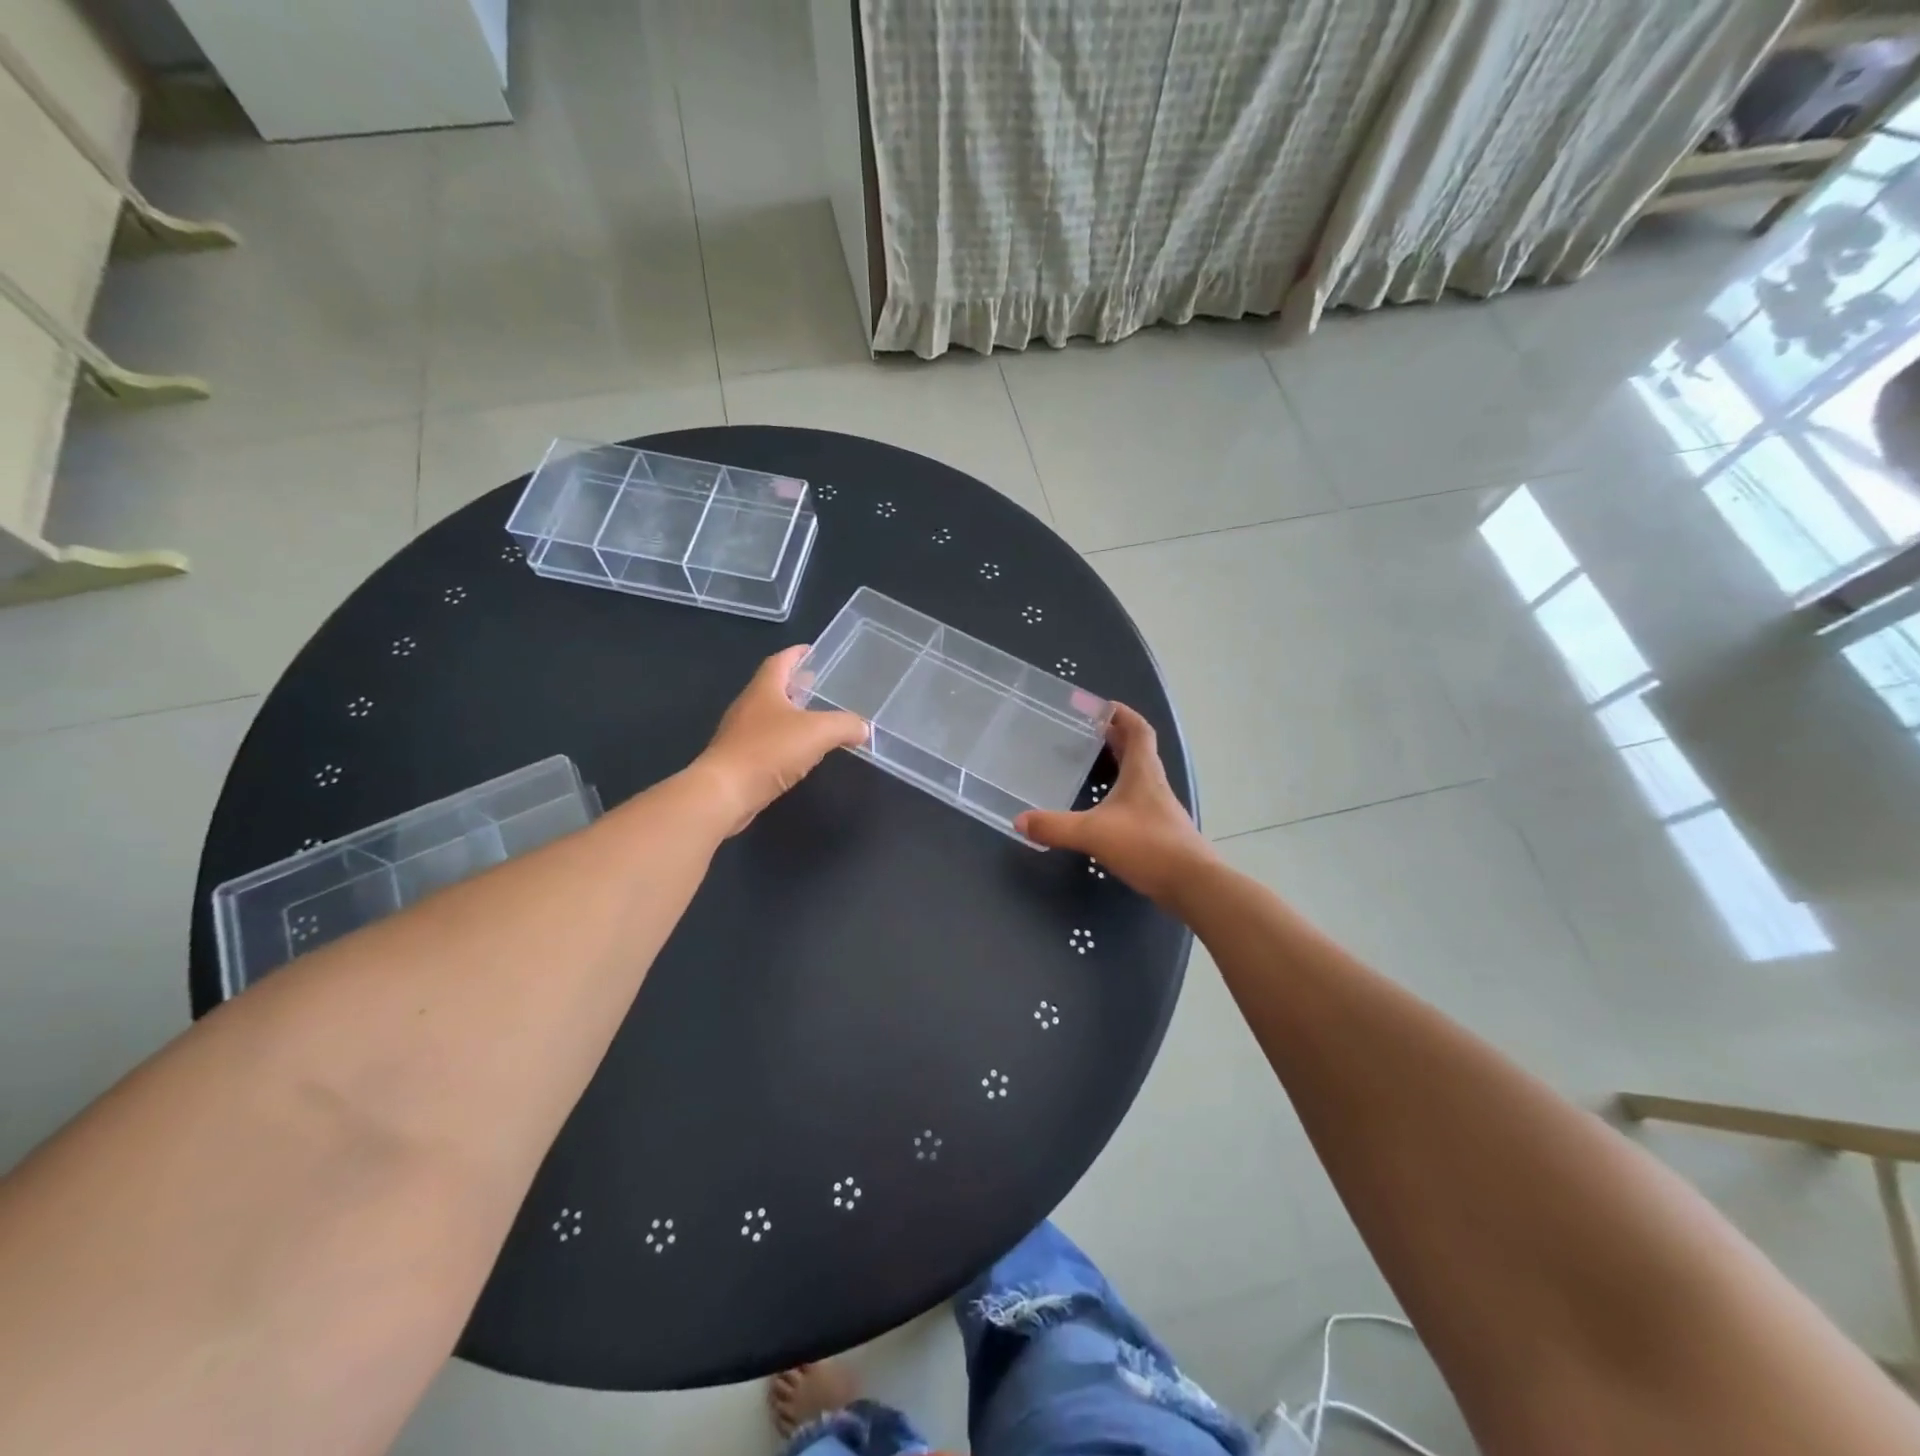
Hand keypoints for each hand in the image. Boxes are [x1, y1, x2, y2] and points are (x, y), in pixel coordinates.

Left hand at [694, 646, 867, 834]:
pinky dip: (785, 740)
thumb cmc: (769, 751)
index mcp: (764, 689)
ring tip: (815, 719)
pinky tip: (800, 752)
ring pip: (770, 716)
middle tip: (819, 685)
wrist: (725, 793)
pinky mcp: (739, 760)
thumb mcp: (818, 732)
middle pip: (773, 687)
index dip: (796, 654)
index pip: (780, 662)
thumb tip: (863, 728)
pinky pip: (766, 742)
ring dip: (791, 714)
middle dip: (796, 684)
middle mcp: (749, 706)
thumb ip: (845, 725)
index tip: (812, 651)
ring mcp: (741, 734)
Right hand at [1015, 704, 1215, 905]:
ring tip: (1091, 765)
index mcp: (1143, 772)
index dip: (1122, 715)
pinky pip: (1137, 800)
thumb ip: (1055, 827)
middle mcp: (1153, 784)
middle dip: (1114, 737)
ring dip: (1118, 765)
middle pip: (1138, 750)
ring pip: (1138, 776)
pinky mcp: (1160, 830)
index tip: (1102, 707)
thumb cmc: (1147, 846)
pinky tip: (1103, 808)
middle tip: (1087, 733)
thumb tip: (1019, 821)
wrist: (1192, 884)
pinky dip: (1120, 794)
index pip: (1138, 730)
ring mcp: (1159, 808)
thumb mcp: (1093, 833)